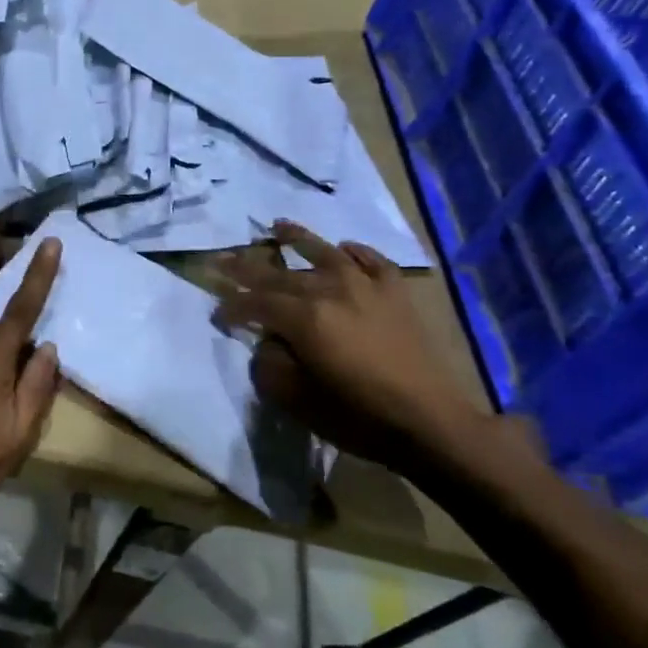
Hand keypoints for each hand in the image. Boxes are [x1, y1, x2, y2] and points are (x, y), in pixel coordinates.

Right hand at [217, 222, 532, 480]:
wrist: (430, 421)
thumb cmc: (357, 415)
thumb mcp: (296, 399)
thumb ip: (270, 365)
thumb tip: (267, 343)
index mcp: (303, 317)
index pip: (255, 303)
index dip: (232, 308)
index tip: (218, 314)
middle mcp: (330, 290)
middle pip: (280, 274)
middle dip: (247, 268)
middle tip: (223, 260)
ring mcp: (366, 285)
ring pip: (325, 252)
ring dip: (298, 238)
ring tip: (278, 226)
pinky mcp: (395, 292)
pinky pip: (372, 261)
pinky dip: (356, 252)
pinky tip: (346, 248)